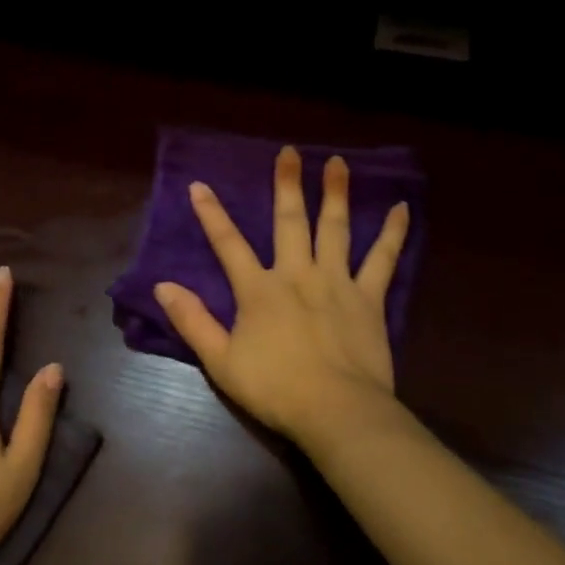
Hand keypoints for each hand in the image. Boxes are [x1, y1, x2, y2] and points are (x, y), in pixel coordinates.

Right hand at [154, 146, 410, 443]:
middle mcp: (297, 275)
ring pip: (335, 228)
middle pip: (290, 222)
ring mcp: (336, 282)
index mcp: (259, 290)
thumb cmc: (275, 389)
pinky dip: (392, 232)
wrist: (336, 411)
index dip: (212, 214)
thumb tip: (163, 285)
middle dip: (287, 185)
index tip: (200, 185)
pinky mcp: (369, 298)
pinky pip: (383, 259)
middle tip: (290, 152)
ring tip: (338, 163)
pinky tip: (401, 208)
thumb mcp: (220, 361)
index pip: (228, 244)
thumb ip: (192, 320)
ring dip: (336, 194)